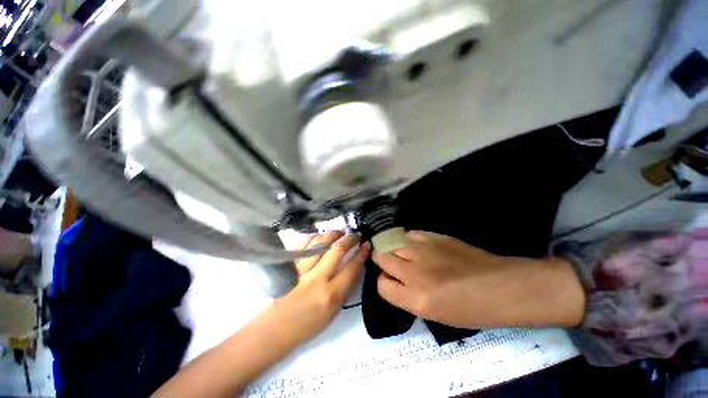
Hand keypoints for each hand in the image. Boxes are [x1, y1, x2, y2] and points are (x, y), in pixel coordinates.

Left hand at [266, 231, 369, 346]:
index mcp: (331, 295)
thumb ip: (345, 287)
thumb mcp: (334, 311)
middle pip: (337, 250)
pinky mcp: (288, 266)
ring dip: (333, 234)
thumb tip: (355, 266)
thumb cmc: (308, 325)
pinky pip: (303, 244)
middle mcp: (317, 279)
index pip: (351, 267)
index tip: (367, 244)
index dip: (361, 253)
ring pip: (320, 243)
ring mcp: (300, 270)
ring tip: (340, 232)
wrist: (275, 329)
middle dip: (350, 239)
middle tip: (356, 235)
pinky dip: (314, 237)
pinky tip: (321, 236)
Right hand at [373, 231, 584, 328]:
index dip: (383, 282)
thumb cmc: (470, 309)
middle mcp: (414, 272)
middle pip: (382, 258)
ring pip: (391, 243)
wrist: (500, 286)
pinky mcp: (434, 237)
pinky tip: (413, 244)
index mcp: (415, 299)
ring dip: (391, 248)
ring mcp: (423, 251)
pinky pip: (409, 234)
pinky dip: (406, 239)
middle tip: (389, 263)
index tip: (390, 281)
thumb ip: (407, 296)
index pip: (381, 285)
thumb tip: (393, 279)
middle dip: (381, 261)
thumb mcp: (433, 313)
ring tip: (398, 251)